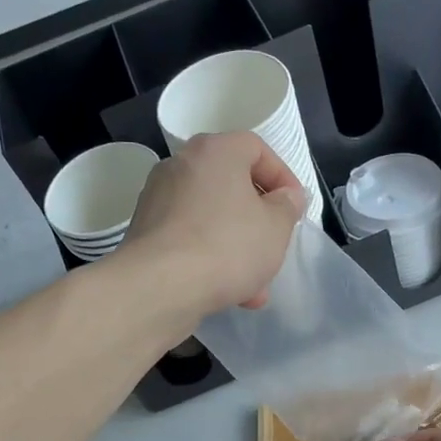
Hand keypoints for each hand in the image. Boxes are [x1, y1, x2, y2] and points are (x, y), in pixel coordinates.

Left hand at [120, 132, 304, 315]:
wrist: (160, 286)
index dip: (282, 177)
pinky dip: (209, 258)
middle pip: (231, 186)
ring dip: (236, 247)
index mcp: (215, 151)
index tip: (294, 208)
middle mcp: (180, 165)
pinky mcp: (145, 232)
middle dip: (258, 221)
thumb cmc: (227, 246)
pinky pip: (189, 238)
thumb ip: (287, 207)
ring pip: (210, 217)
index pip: (256, 149)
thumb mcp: (275, 227)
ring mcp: (158, 199)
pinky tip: (227, 292)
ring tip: (255, 285)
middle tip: (274, 246)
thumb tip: (285, 197)